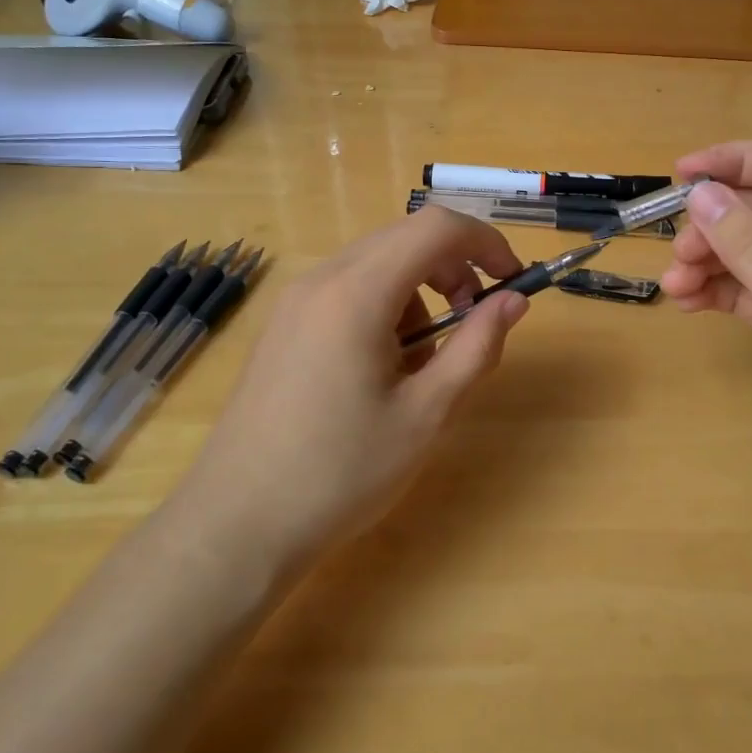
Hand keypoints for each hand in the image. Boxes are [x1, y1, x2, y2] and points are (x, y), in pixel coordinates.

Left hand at [185, 207, 529, 563]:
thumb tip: (514, 301)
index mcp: (357, 293)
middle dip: (455, 267)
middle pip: (406, 238)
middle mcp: (322, 279)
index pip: (436, 228)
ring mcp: (296, 300)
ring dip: (420, 292)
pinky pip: (349, 289)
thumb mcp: (426, 414)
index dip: (486, 242)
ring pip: (378, 263)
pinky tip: (382, 368)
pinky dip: (385, 307)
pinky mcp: (284, 324)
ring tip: (423, 363)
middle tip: (475, 322)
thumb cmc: (340, 472)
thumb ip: (476, 348)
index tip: (513, 282)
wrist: (237, 524)